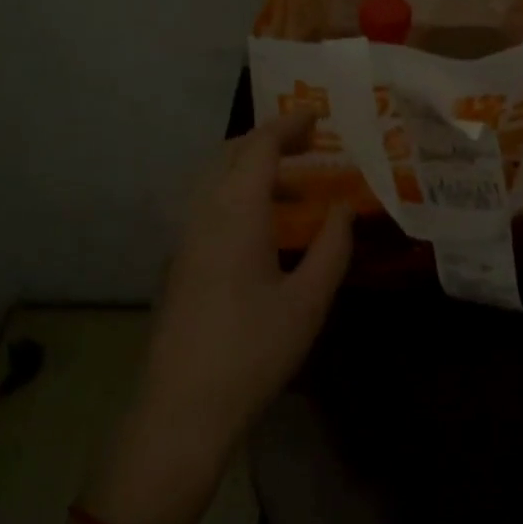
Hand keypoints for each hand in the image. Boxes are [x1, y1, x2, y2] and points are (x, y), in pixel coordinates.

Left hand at [86, 110, 352, 523]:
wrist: (182, 406)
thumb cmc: (253, 351)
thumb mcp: (308, 301)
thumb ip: (332, 247)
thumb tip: (342, 209)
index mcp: (235, 214)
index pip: (258, 149)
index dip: (287, 126)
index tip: (316, 117)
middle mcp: (202, 215)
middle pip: (229, 156)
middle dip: (266, 141)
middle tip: (307, 146)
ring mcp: (184, 239)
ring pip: (214, 181)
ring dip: (251, 170)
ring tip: (294, 188)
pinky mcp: (179, 263)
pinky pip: (208, 207)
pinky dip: (238, 195)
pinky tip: (264, 228)